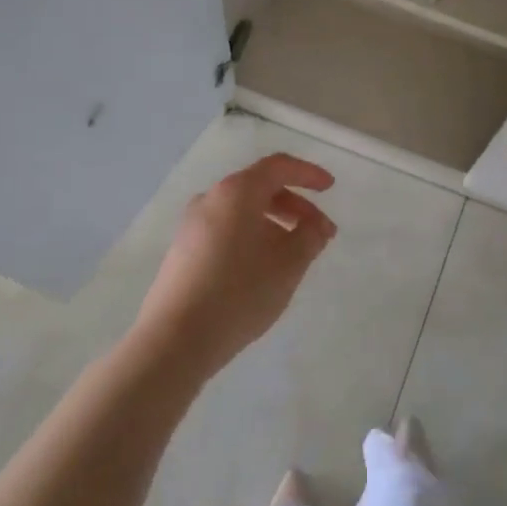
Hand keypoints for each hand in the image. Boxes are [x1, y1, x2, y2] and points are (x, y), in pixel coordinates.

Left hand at [130, 152, 337, 376]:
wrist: (176, 338)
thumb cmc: (240, 293)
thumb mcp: (288, 265)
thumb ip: (309, 237)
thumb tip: (314, 225)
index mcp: (236, 192)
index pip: (278, 167)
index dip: (308, 174)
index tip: (330, 188)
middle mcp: (210, 199)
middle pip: (260, 188)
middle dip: (296, 207)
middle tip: (321, 234)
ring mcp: (192, 225)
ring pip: (243, 211)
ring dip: (275, 224)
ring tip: (295, 255)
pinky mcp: (183, 250)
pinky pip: (226, 229)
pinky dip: (252, 236)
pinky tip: (263, 267)